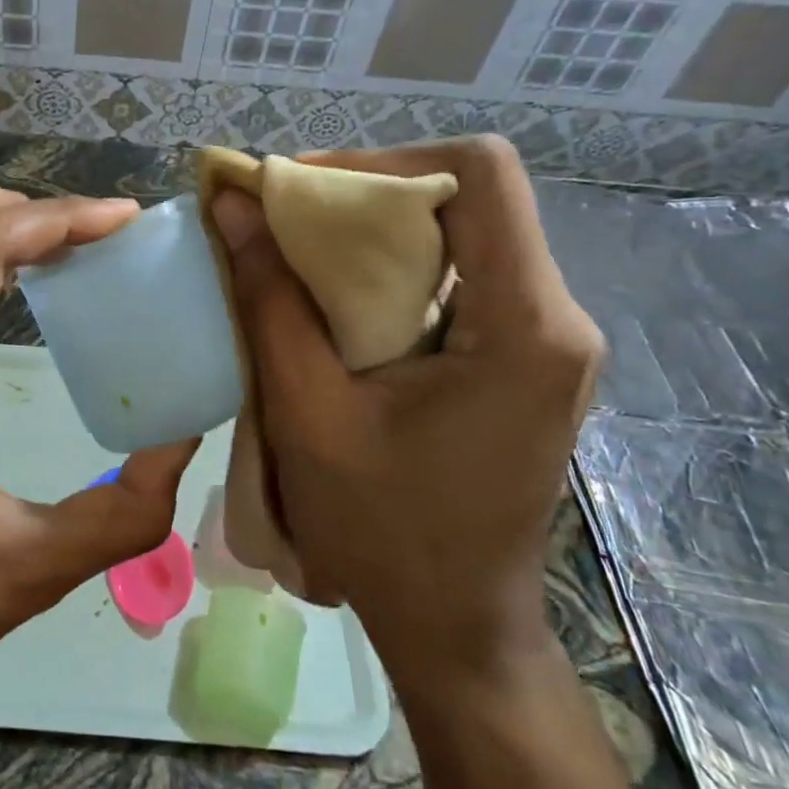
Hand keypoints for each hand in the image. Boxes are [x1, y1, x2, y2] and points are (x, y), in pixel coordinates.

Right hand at [209, 136, 602, 695]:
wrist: (456, 627)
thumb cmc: (383, 532)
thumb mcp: (308, 412)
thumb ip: (269, 299)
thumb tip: (231, 204)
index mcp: (526, 326)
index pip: (480, 173)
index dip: (383, 161)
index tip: (301, 192)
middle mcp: (556, 317)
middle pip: (469, 196)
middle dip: (367, 193)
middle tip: (283, 219)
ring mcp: (546, 338)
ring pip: (462, 232)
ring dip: (374, 231)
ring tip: (297, 254)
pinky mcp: (523, 358)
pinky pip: (459, 276)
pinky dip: (390, 268)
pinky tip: (335, 301)